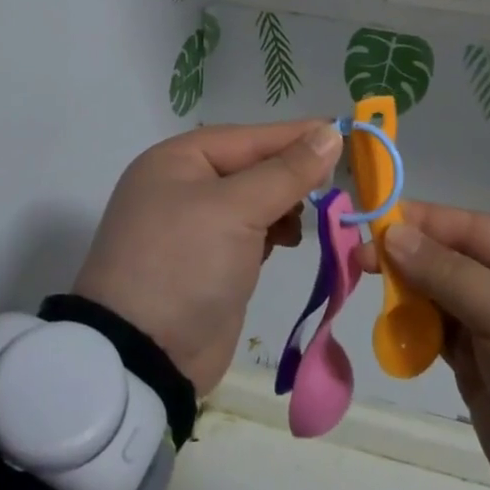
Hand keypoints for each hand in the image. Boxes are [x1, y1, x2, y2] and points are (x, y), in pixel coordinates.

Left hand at [73, 120, 343, 395]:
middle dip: (292, 174)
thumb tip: (330, 133)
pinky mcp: (210, 262)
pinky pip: (250, 233)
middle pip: (252, 167)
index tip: (344, 133)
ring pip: (254, 200)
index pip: (249, 137)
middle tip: (336, 183)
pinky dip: (273, 232)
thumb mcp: (237, 209)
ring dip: (285, 205)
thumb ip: (287, 171)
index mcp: (178, 160)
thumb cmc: (186, 263)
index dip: (296, 135)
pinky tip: (290, 240)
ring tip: (310, 217)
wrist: (145, 357)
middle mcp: (183, 186)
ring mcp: (195, 227)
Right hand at [360, 202, 489, 489]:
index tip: (368, 226)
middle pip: (444, 256)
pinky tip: (394, 335)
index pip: (464, 225)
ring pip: (432, 291)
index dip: (416, 222)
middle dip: (404, 259)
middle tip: (358, 265)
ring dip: (404, 296)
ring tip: (380, 307)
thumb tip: (392, 233)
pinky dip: (410, 330)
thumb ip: (448, 272)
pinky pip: (432, 330)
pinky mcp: (474, 360)